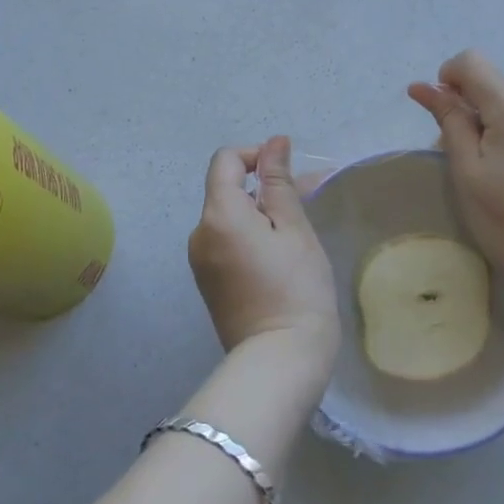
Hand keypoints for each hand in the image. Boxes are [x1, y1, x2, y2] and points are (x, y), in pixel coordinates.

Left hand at [187, 136, 338, 365]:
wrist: (280, 361)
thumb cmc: (296, 288)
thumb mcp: (294, 229)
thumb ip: (279, 182)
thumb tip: (274, 142)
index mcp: (218, 214)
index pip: (225, 160)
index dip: (256, 156)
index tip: (288, 174)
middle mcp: (199, 233)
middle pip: (226, 190)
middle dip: (263, 189)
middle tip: (305, 204)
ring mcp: (199, 261)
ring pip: (228, 218)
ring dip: (259, 214)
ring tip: (297, 233)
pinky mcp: (208, 283)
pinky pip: (225, 243)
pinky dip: (249, 237)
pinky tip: (279, 257)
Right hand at [408, 50, 503, 284]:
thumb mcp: (467, 170)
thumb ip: (448, 120)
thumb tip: (423, 87)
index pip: (473, 62)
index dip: (448, 78)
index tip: (443, 114)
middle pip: (492, 88)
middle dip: (469, 111)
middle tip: (464, 159)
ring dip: (491, 126)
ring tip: (493, 173)